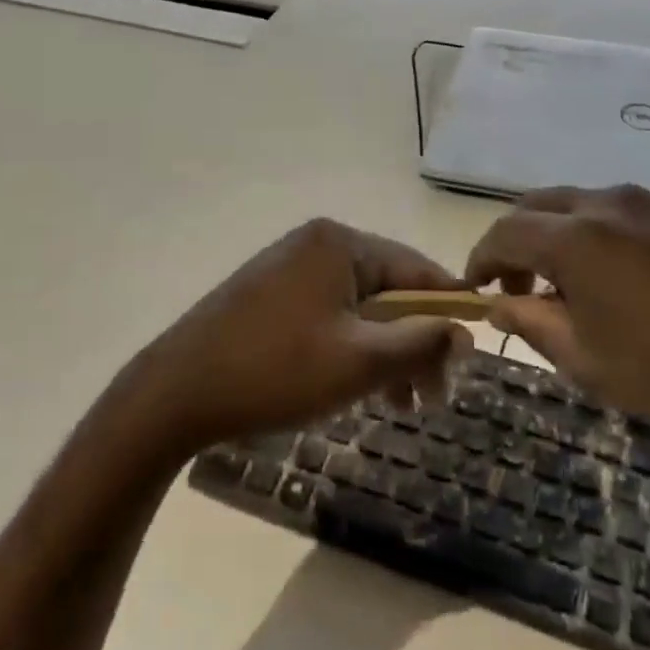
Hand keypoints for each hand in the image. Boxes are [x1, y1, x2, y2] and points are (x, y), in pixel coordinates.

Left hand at [131, 219, 472, 450]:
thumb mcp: (358, 362)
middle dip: (414, 343)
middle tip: (432, 399)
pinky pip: (328, 315)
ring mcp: (288, 268)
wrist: (176, 392)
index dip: (448, 311)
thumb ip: (418, 343)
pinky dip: (350, 349)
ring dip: (384, 352)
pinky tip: (357, 389)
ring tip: (399, 405)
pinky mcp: (270, 295)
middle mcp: (315, 244)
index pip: (415, 270)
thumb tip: (464, 330)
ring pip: (359, 308)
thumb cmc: (275, 371)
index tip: (473, 354)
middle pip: (387, 290)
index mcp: (339, 244)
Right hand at [465, 185, 649, 490]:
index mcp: (578, 236)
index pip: (506, 233)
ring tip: (559, 290)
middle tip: (513, 290)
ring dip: (554, 238)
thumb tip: (499, 304)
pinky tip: (606, 282)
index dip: (482, 260)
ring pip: (577, 207)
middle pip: (538, 208)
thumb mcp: (589, 361)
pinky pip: (615, 216)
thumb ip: (532, 323)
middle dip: (515, 244)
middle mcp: (609, 203)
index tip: (476, 292)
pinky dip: (591, 238)